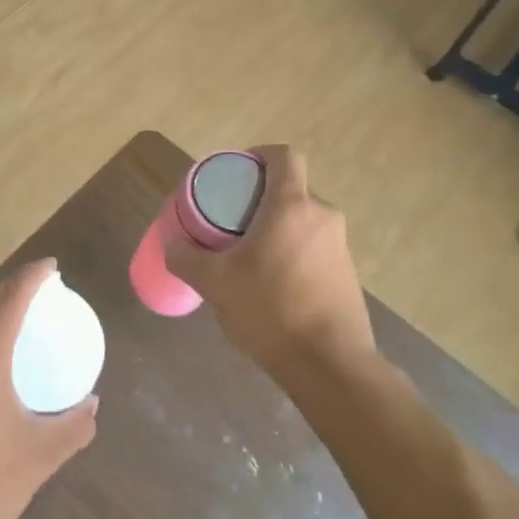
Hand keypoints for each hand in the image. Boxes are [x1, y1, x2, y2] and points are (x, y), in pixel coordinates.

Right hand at [160, 146, 378, 381]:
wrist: (329, 364)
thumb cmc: (269, 309)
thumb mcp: (214, 282)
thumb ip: (185, 257)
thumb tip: (170, 243)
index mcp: (292, 205)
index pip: (283, 156)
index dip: (258, 154)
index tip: (236, 171)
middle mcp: (322, 216)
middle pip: (290, 189)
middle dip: (259, 198)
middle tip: (228, 219)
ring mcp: (340, 245)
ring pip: (302, 220)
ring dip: (275, 227)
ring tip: (246, 253)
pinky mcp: (348, 273)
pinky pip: (313, 246)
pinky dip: (291, 251)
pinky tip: (270, 282)